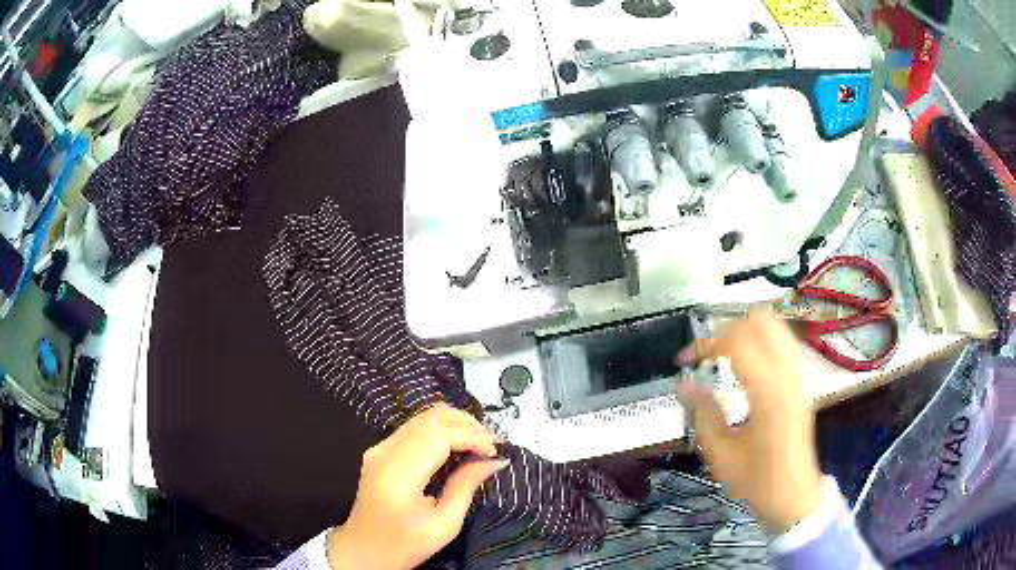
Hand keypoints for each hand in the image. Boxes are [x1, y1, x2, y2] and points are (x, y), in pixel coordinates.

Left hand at [327, 403, 506, 569]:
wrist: (363, 550)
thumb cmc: (404, 545)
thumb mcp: (444, 525)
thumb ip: (466, 487)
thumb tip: (495, 461)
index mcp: (398, 475)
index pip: (438, 435)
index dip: (472, 436)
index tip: (495, 452)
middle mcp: (385, 452)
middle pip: (431, 418)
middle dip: (468, 424)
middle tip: (493, 445)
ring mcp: (379, 447)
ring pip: (423, 417)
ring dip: (456, 424)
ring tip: (480, 444)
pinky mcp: (380, 449)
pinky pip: (415, 427)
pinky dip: (442, 430)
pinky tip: (458, 445)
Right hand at [677, 311, 823, 533]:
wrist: (794, 496)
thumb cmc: (757, 480)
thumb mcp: (721, 454)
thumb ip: (703, 414)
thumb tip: (683, 385)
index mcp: (768, 391)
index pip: (737, 341)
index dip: (706, 343)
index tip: (684, 360)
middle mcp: (788, 374)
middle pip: (761, 321)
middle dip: (728, 328)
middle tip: (707, 351)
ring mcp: (799, 375)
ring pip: (776, 326)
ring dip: (747, 330)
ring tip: (724, 351)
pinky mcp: (801, 382)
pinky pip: (784, 342)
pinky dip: (762, 339)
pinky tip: (747, 362)